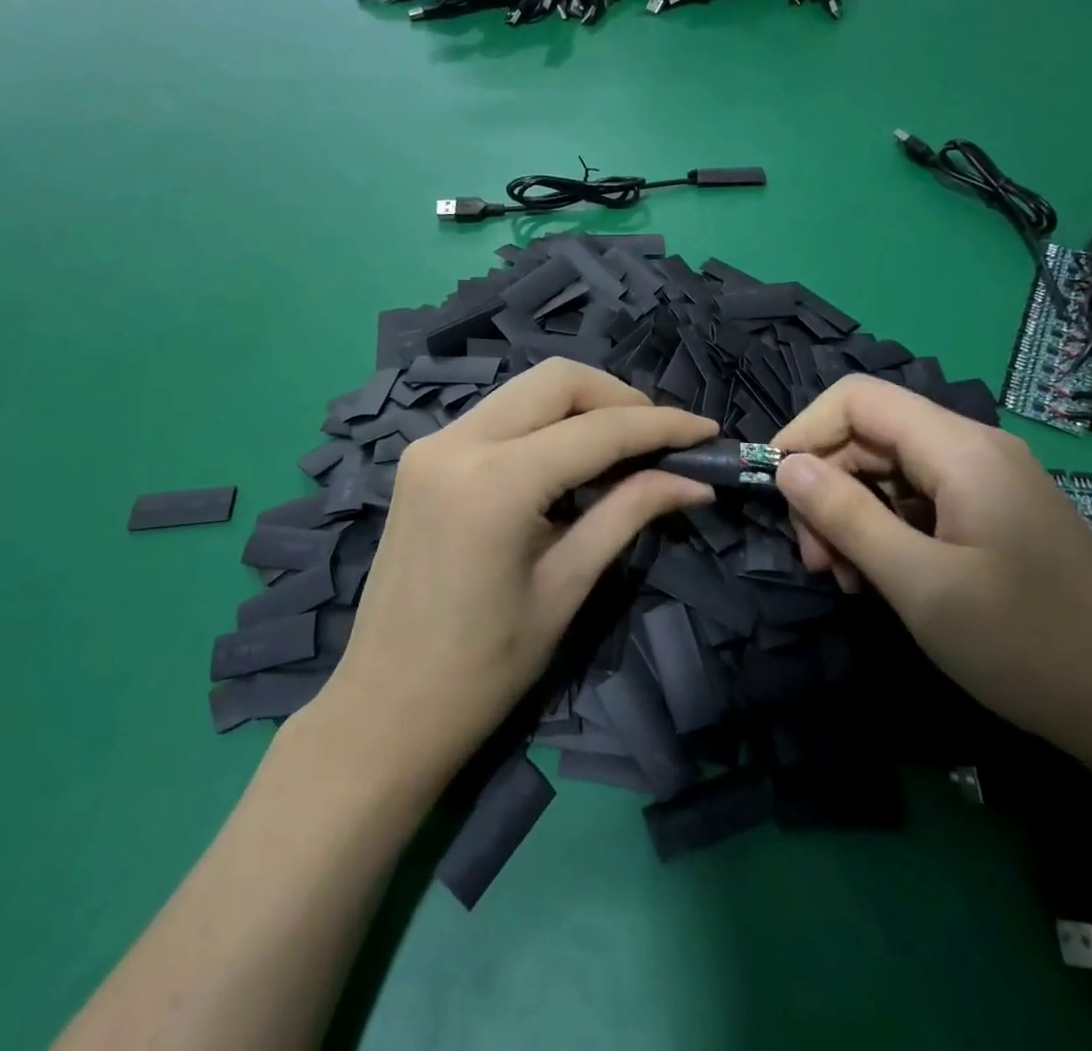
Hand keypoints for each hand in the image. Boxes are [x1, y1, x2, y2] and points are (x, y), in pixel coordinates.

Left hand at [318, 359, 717, 775]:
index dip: (661, 426)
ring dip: (581, 406)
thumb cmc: (484, 669)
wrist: (384, 710)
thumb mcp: (566, 586)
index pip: (597, 430)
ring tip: (623, 450)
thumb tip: (694, 480)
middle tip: (660, 440)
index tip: (707, 431)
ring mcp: (432, 445)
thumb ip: (629, 513)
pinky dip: (543, 424)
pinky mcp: (422, 458)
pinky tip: (568, 461)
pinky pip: (497, 415)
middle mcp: (457, 442)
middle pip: (556, 381)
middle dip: (618, 399)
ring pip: (525, 390)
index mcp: (495, 482)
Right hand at [772, 377, 1091, 764]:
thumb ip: (845, 515)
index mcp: (960, 449)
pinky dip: (887, 533)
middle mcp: (974, 450)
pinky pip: (920, 503)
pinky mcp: (995, 517)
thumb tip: (786, 465)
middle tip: (816, 561)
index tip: (775, 487)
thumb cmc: (1027, 645)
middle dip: (827, 489)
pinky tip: (883, 582)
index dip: (805, 430)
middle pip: (870, 438)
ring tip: (848, 581)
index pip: (857, 398)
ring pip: (890, 473)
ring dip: (853, 517)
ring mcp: (988, 484)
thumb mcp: (919, 584)